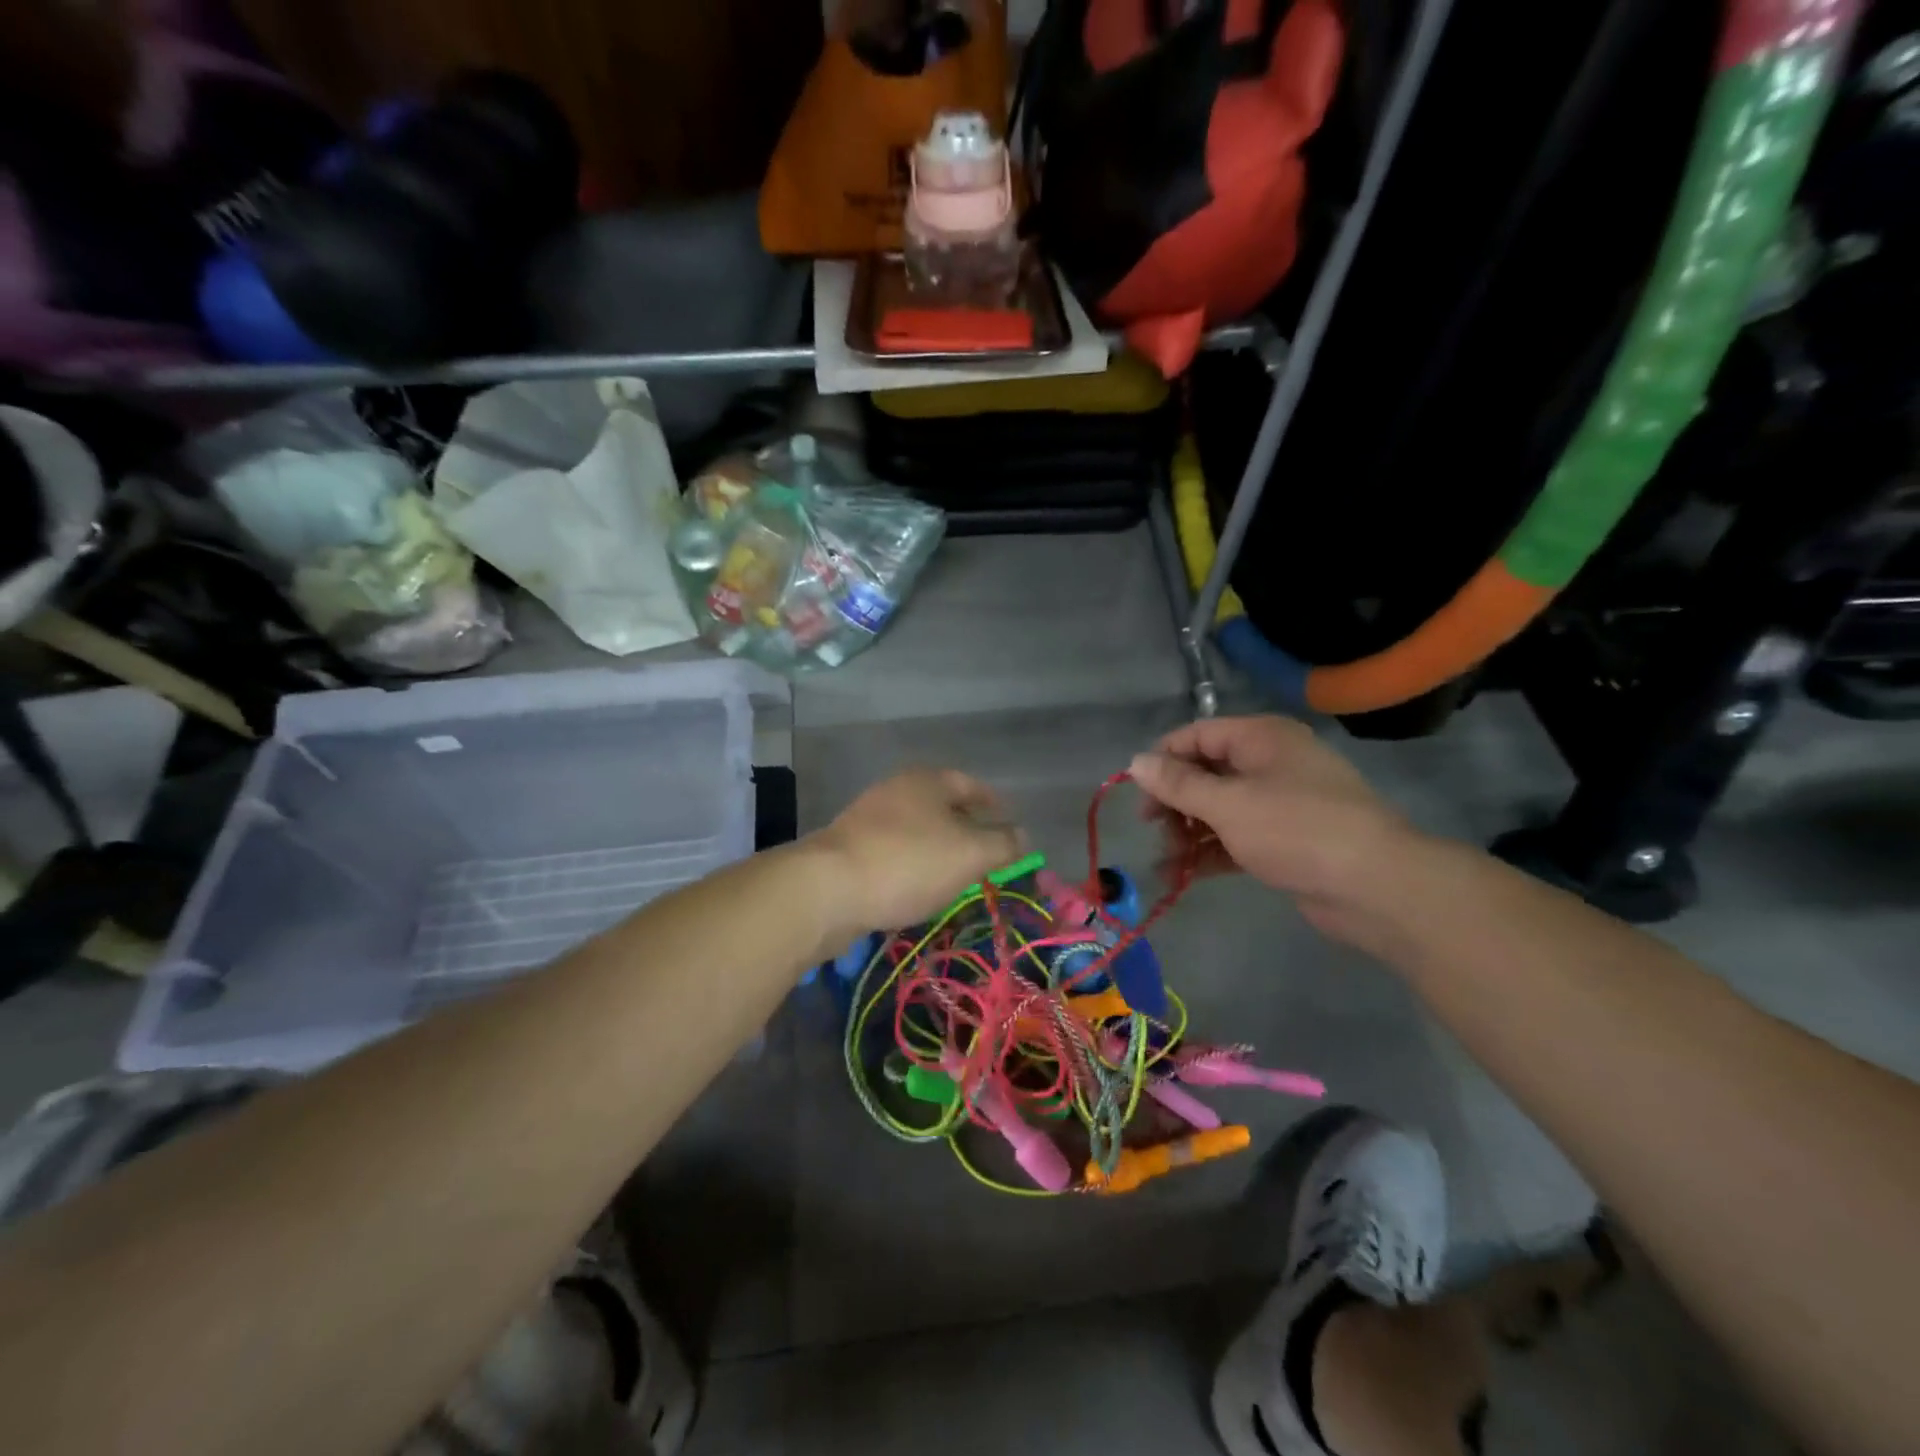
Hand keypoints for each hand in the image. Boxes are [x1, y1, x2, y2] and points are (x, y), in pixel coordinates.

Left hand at [811, 769, 1027, 934]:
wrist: (827, 889)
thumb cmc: (908, 862)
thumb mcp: (970, 854)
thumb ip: (1003, 844)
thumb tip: (1023, 835)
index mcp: (928, 780)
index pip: (972, 785)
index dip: (996, 805)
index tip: (1011, 828)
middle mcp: (897, 790)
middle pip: (943, 806)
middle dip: (968, 829)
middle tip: (988, 857)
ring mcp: (869, 818)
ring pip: (918, 830)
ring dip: (940, 850)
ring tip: (958, 878)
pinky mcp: (850, 848)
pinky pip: (895, 852)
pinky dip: (914, 865)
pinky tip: (918, 889)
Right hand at [1128, 716, 1412, 923]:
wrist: (1375, 886)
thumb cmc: (1295, 830)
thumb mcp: (1228, 804)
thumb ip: (1178, 784)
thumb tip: (1135, 761)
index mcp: (1260, 738)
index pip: (1197, 735)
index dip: (1162, 759)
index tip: (1137, 792)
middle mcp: (1270, 763)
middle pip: (1206, 773)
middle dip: (1174, 801)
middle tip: (1152, 828)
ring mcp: (1280, 803)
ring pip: (1220, 809)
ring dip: (1188, 833)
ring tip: (1165, 862)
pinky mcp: (1286, 841)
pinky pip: (1236, 838)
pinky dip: (1209, 853)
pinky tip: (1181, 876)